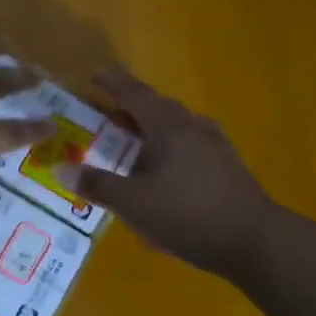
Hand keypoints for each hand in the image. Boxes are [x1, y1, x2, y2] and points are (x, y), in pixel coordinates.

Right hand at [59, 67, 277, 279]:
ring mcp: (215, 146)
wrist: (255, 241)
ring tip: (131, 142)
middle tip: (105, 114)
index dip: (113, 83)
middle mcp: (193, 128)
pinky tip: (164, 169)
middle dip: (130, 106)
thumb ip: (97, 185)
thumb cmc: (188, 215)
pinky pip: (190, 144)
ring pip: (176, 126)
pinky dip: (168, 147)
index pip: (135, 94)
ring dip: (151, 128)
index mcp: (168, 127)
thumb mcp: (134, 203)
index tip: (95, 74)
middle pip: (158, 107)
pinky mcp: (227, 167)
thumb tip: (60, 169)